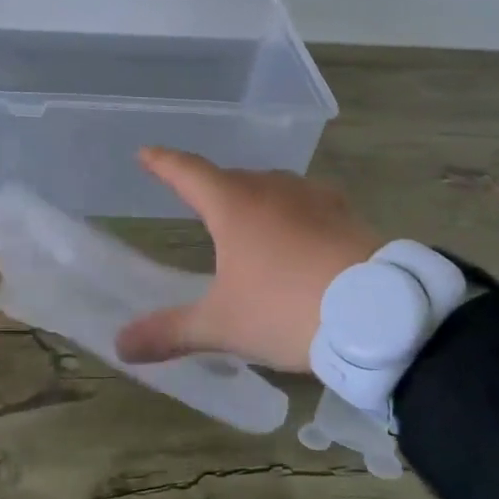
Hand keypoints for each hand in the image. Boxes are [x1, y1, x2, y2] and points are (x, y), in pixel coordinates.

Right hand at [114, 147, 383, 372]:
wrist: (379, 314)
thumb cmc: (287, 309)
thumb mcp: (222, 326)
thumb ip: (170, 332)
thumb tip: (120, 345)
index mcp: (234, 205)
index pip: (187, 172)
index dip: (162, 163)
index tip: (145, 153)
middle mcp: (272, 189)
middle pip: (230, 177)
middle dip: (209, 186)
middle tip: (195, 200)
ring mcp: (313, 197)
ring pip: (271, 187)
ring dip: (252, 197)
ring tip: (245, 220)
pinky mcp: (346, 214)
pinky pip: (305, 202)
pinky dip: (290, 212)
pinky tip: (298, 232)